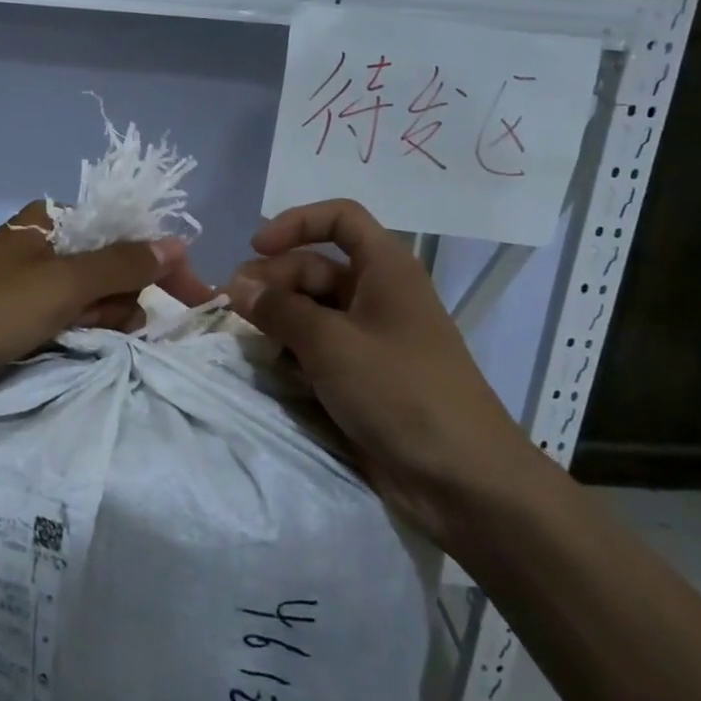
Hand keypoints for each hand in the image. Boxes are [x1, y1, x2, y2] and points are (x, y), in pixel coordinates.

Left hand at [0, 202, 212, 408]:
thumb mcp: (62, 284)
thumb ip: (123, 264)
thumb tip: (176, 242)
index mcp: (53, 219)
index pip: (128, 232)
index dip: (164, 265)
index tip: (197, 301)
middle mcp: (43, 241)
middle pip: (113, 267)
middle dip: (122, 300)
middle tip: (103, 326)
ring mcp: (28, 278)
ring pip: (92, 297)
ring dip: (100, 320)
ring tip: (75, 339)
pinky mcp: (14, 311)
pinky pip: (65, 316)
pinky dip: (75, 332)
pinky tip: (64, 347)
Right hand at [226, 199, 535, 541]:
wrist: (464, 482)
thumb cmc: (400, 393)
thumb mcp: (331, 344)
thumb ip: (279, 309)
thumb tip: (237, 284)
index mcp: (385, 268)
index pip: (339, 218)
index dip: (296, 223)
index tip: (256, 247)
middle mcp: (379, 294)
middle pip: (317, 266)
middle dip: (274, 278)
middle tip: (236, 305)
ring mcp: (373, 337)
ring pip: (314, 309)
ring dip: (279, 317)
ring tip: (246, 335)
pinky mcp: (366, 375)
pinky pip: (321, 346)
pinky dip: (294, 349)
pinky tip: (271, 365)